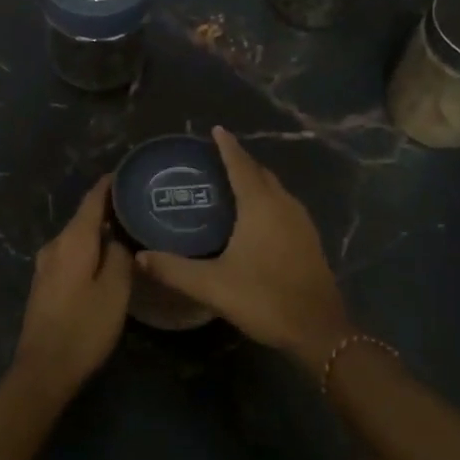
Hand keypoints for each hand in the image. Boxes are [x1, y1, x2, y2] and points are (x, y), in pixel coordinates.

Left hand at [13, 176, 132, 399]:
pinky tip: (106, 258)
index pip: (92, 199)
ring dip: (100, 231)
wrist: (43, 370)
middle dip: (109, 209)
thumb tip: (121, 236)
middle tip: (140, 205)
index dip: (110, 184)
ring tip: (128, 230)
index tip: (130, 172)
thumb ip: (121, 256)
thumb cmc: (84, 327)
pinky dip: (90, 248)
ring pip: (78, 237)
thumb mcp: (115, 291)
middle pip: (84, 217)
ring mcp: (46, 264)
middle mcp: (55, 245)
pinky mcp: (45, 283)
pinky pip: (71, 254)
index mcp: (73, 240)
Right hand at [135, 127, 356, 373]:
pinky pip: (284, 205)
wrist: (319, 330)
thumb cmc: (265, 298)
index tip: (216, 129)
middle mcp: (283, 205)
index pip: (240, 165)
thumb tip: (140, 257)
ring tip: (232, 183)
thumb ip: (174, 270)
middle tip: (216, 158)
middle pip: (260, 172)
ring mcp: (301, 222)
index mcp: (260, 206)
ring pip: (275, 189)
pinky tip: (256, 216)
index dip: (227, 146)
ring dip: (256, 180)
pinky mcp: (309, 239)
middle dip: (240, 161)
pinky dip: (267, 198)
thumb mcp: (213, 286)